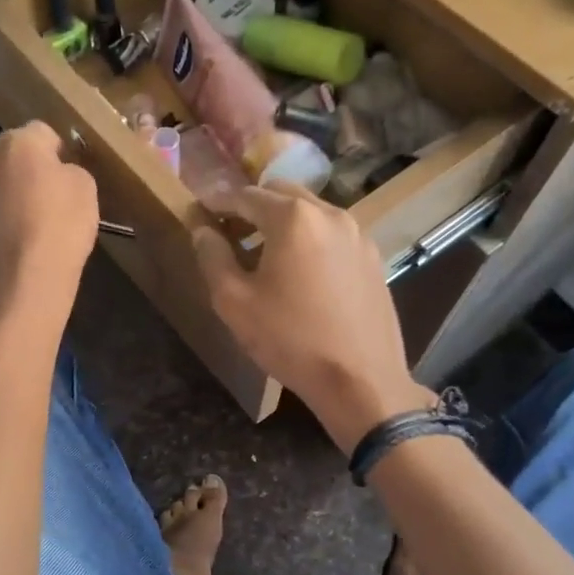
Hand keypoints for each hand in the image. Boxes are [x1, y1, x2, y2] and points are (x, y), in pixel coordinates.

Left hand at [0, 121, 98, 328]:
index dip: (57, 152)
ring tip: (29, 222)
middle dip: (26, 169)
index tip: (67, 174)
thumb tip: (57, 172)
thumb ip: (70, 170)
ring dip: (8, 194)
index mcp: (18, 143)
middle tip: (47, 197)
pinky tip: (14, 243)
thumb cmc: (61, 227)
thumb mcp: (86, 189)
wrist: (24, 282)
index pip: (42, 133)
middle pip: (10, 156)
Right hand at [193, 184, 430, 452]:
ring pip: (311, 212)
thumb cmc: (290, 340)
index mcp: (293, 218)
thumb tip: (203, 230)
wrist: (360, 380)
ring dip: (283, 221)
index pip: (246, 195)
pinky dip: (309, 238)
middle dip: (252, 205)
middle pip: (282, 194)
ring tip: (262, 252)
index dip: (219, 202)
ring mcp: (358, 235)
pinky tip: (298, 271)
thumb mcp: (234, 302)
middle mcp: (330, 214)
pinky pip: (332, 234)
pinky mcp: (373, 258)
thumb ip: (213, 257)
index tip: (200, 210)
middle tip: (230, 229)